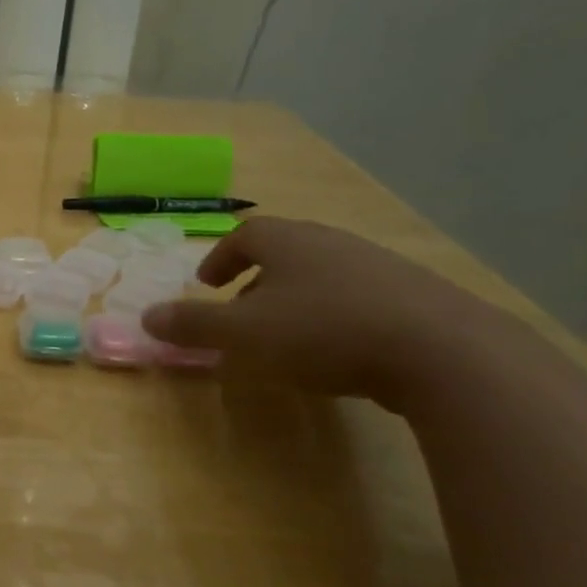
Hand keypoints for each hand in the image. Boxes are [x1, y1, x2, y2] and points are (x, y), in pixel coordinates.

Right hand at [141, 217, 502, 407]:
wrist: (440, 350)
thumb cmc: (323, 332)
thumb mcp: (244, 334)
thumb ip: (193, 325)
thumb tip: (146, 317)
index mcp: (288, 242)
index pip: (245, 235)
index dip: (221, 257)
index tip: (207, 284)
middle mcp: (332, 243)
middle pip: (285, 252)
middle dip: (257, 280)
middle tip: (241, 312)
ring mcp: (378, 265)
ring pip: (323, 274)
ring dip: (296, 298)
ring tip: (287, 335)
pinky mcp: (415, 295)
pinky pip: (358, 297)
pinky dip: (335, 315)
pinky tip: (339, 350)